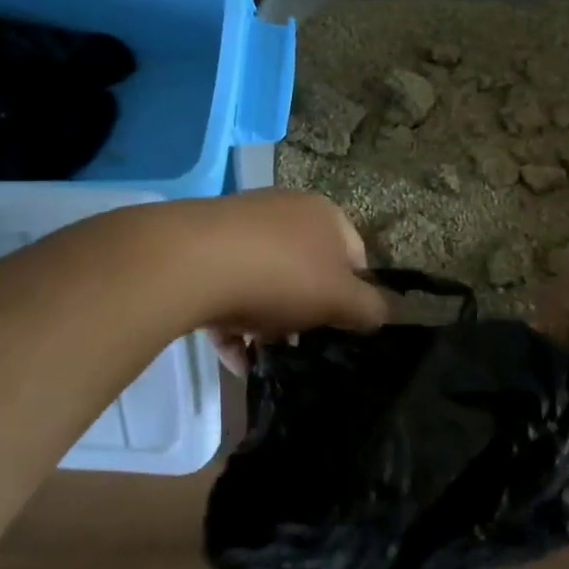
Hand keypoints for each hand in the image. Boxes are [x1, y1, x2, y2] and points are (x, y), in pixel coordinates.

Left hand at [175, 191, 388, 373]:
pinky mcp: (202, 245)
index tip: (338, 329)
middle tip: (296, 344)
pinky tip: (232, 358)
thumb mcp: (340, 300)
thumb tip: (379, 313)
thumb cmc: (281, 277)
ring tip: (259, 357)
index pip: (355, 258)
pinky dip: (233, 322)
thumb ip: (370, 309)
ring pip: (266, 281)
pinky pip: (228, 286)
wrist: (189, 262)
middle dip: (304, 313)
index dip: (353, 297)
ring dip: (266, 323)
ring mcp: (240, 225)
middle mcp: (285, 211)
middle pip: (307, 271)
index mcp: (325, 215)